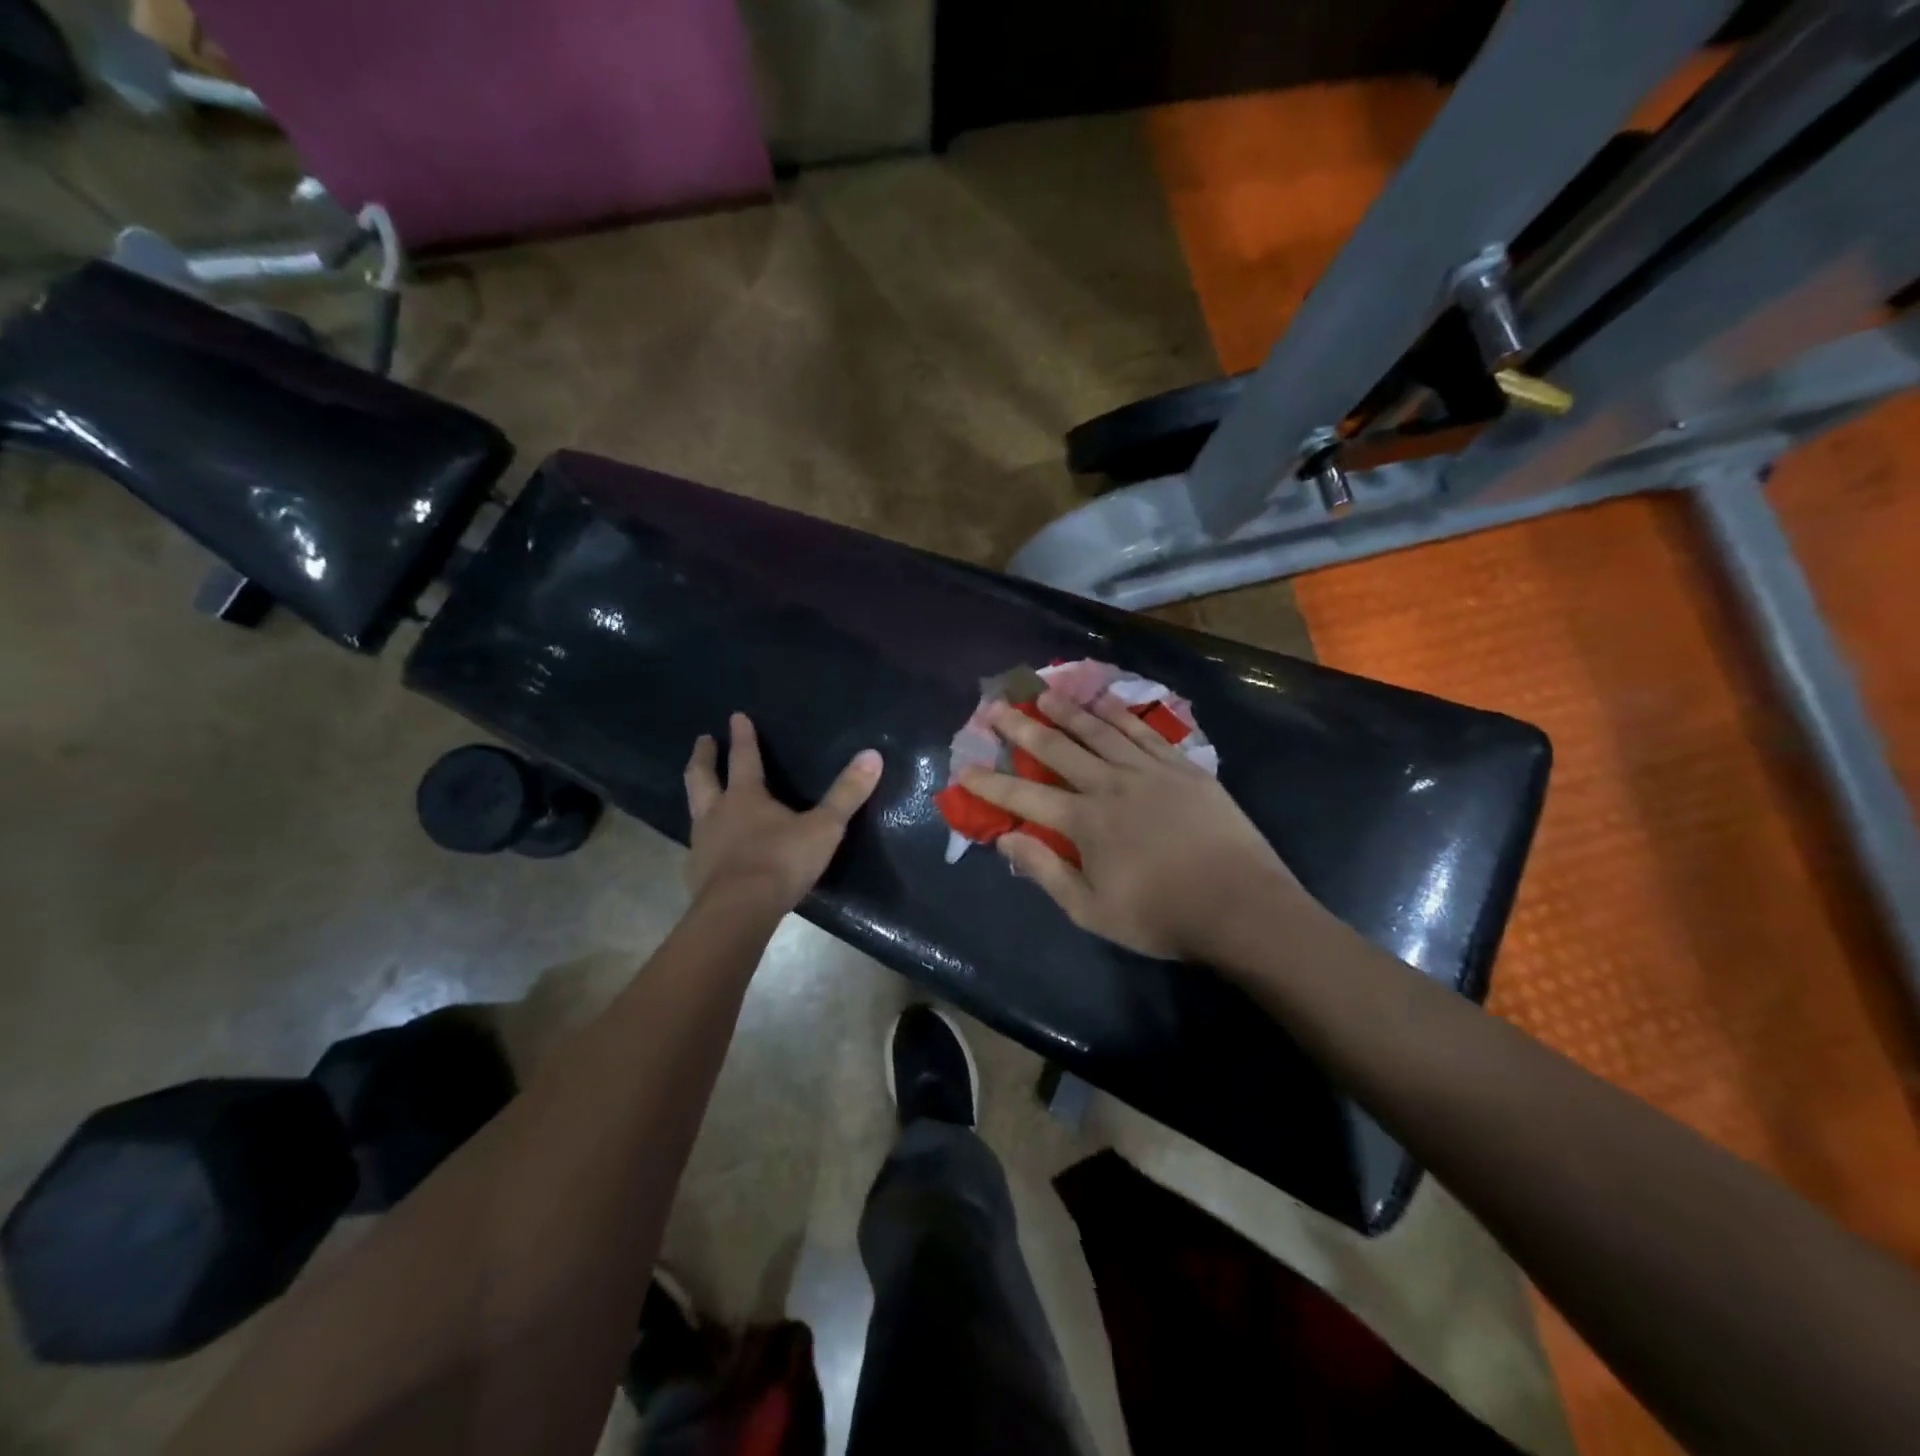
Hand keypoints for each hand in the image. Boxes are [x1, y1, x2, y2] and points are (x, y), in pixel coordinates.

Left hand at [684, 713, 882, 912]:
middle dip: (703, 757)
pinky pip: (698, 847)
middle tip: (702, 740)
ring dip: (698, 795)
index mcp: (745, 797)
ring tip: (701, 791)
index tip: (735, 716)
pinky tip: (710, 848)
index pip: (743, 757)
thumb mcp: (824, 827)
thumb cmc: (781, 862)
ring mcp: (702, 844)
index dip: (742, 736)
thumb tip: (873, 755)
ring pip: (695, 810)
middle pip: (702, 777)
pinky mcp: (697, 873)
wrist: (738, 912)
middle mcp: (717, 813)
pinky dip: (703, 839)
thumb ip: (847, 794)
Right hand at [959, 690, 1310, 960]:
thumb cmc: (1162, 916)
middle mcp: (1109, 785)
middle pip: (1057, 749)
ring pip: (1098, 730)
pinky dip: (1118, 713)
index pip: (1024, 796)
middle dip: (1022, 727)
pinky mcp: (1181, 766)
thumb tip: (1006, 838)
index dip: (990, 782)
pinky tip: (1103, 700)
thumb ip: (1046, 871)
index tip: (964, 767)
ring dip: (1066, 710)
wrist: (1241, 905)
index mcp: (1084, 823)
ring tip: (1043, 691)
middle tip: (997, 707)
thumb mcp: (1092, 910)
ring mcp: (1148, 770)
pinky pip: (1142, 731)